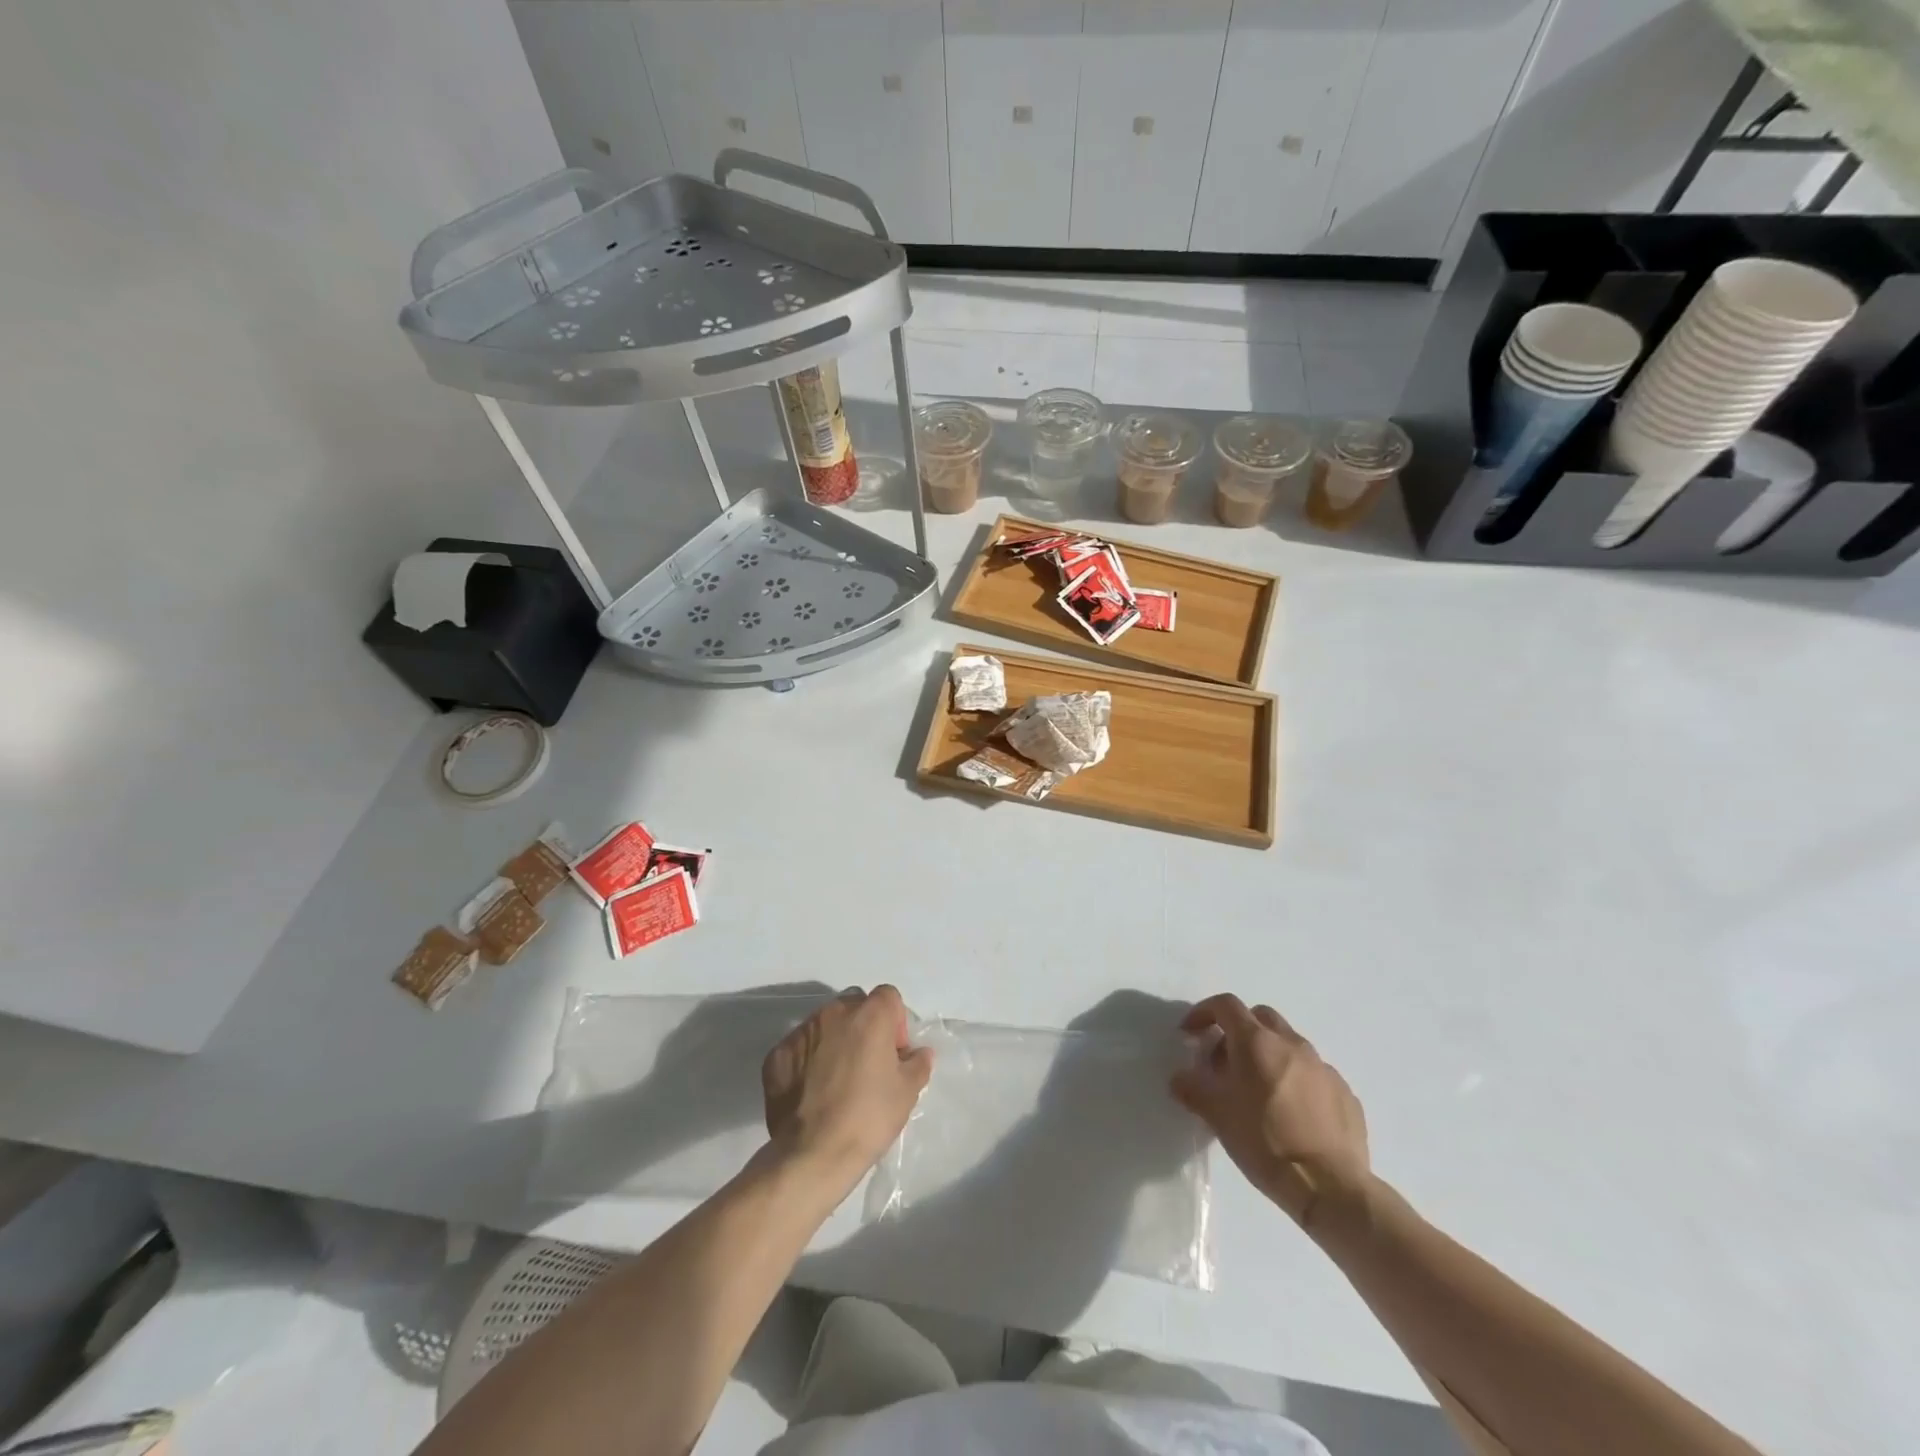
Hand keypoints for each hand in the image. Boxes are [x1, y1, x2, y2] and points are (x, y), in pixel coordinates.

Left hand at [762, 985, 933, 1198]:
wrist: (813, 1154)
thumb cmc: (868, 1118)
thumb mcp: (907, 1092)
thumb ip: (918, 1063)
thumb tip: (918, 1053)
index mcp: (869, 1015)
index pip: (888, 997)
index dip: (895, 1022)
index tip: (893, 1054)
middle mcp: (833, 1013)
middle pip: (855, 1006)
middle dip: (864, 1026)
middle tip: (867, 1065)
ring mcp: (801, 1032)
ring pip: (824, 1024)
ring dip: (835, 1041)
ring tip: (837, 1080)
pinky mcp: (777, 1054)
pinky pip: (799, 1047)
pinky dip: (807, 1060)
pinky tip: (812, 1092)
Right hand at [1171, 994, 1369, 1229]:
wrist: (1331, 1188)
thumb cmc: (1265, 1143)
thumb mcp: (1217, 1116)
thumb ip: (1192, 1089)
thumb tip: (1179, 1078)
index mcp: (1256, 1042)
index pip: (1225, 1005)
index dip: (1203, 1012)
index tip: (1191, 1033)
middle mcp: (1291, 1044)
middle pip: (1260, 1017)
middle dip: (1238, 1030)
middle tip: (1224, 1061)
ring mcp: (1322, 1067)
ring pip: (1288, 1044)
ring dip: (1268, 1055)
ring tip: (1258, 1090)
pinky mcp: (1344, 1092)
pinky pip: (1312, 1073)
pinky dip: (1294, 1079)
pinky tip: (1290, 1112)